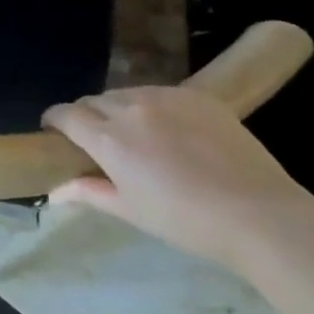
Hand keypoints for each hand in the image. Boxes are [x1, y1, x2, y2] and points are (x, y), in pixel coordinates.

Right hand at [41, 86, 313, 271]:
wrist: (259, 214)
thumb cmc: (186, 221)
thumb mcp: (131, 210)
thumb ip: (88, 193)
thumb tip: (54, 191)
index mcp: (109, 138)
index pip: (65, 114)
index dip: (54, 121)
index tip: (54, 133)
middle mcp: (131, 108)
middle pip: (93, 101)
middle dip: (86, 116)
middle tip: (97, 141)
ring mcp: (166, 97)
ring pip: (126, 93)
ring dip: (118, 109)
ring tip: (134, 134)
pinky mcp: (197, 95)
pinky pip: (159, 92)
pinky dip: (151, 106)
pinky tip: (168, 130)